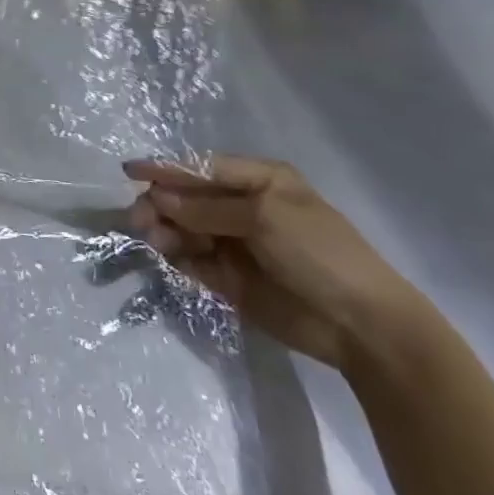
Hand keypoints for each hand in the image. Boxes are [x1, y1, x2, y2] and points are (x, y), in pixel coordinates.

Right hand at [126, 155, 427, 369]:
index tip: (130, 172)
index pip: (201, 167)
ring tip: (153, 241)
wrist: (363, 327)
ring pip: (185, 228)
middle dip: (162, 204)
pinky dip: (176, 257)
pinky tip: (168, 258)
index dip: (166, 168)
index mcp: (258, 180)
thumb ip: (207, 208)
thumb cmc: (319, 253)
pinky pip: (193, 260)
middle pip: (188, 198)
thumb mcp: (263, 217)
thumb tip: (158, 197)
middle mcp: (243, 207)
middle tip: (140, 220)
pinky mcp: (230, 278)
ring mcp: (236, 243)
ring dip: (165, 231)